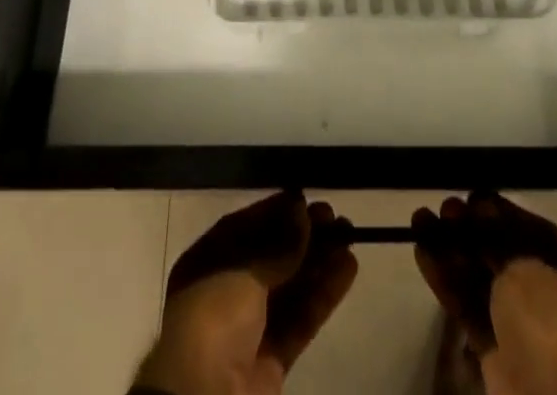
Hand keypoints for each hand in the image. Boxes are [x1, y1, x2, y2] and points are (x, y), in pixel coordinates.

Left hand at [136, 190, 358, 394]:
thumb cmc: (214, 317)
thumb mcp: (243, 271)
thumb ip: (278, 244)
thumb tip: (302, 210)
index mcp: (207, 263)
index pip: (244, 228)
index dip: (275, 211)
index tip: (305, 197)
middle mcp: (226, 291)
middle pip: (271, 257)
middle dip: (302, 236)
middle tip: (335, 216)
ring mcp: (250, 327)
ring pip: (290, 287)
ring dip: (319, 262)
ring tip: (350, 236)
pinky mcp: (272, 358)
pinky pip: (300, 318)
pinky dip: (323, 294)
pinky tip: (347, 270)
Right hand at [412, 193, 556, 394]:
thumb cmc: (545, 317)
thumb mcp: (523, 263)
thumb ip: (497, 233)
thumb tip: (480, 207)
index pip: (525, 227)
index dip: (497, 210)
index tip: (471, 198)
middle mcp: (539, 288)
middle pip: (496, 249)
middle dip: (468, 228)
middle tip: (444, 209)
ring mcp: (513, 317)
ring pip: (476, 273)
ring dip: (448, 248)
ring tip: (419, 220)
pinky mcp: (490, 341)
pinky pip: (464, 301)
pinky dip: (444, 278)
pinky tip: (421, 252)